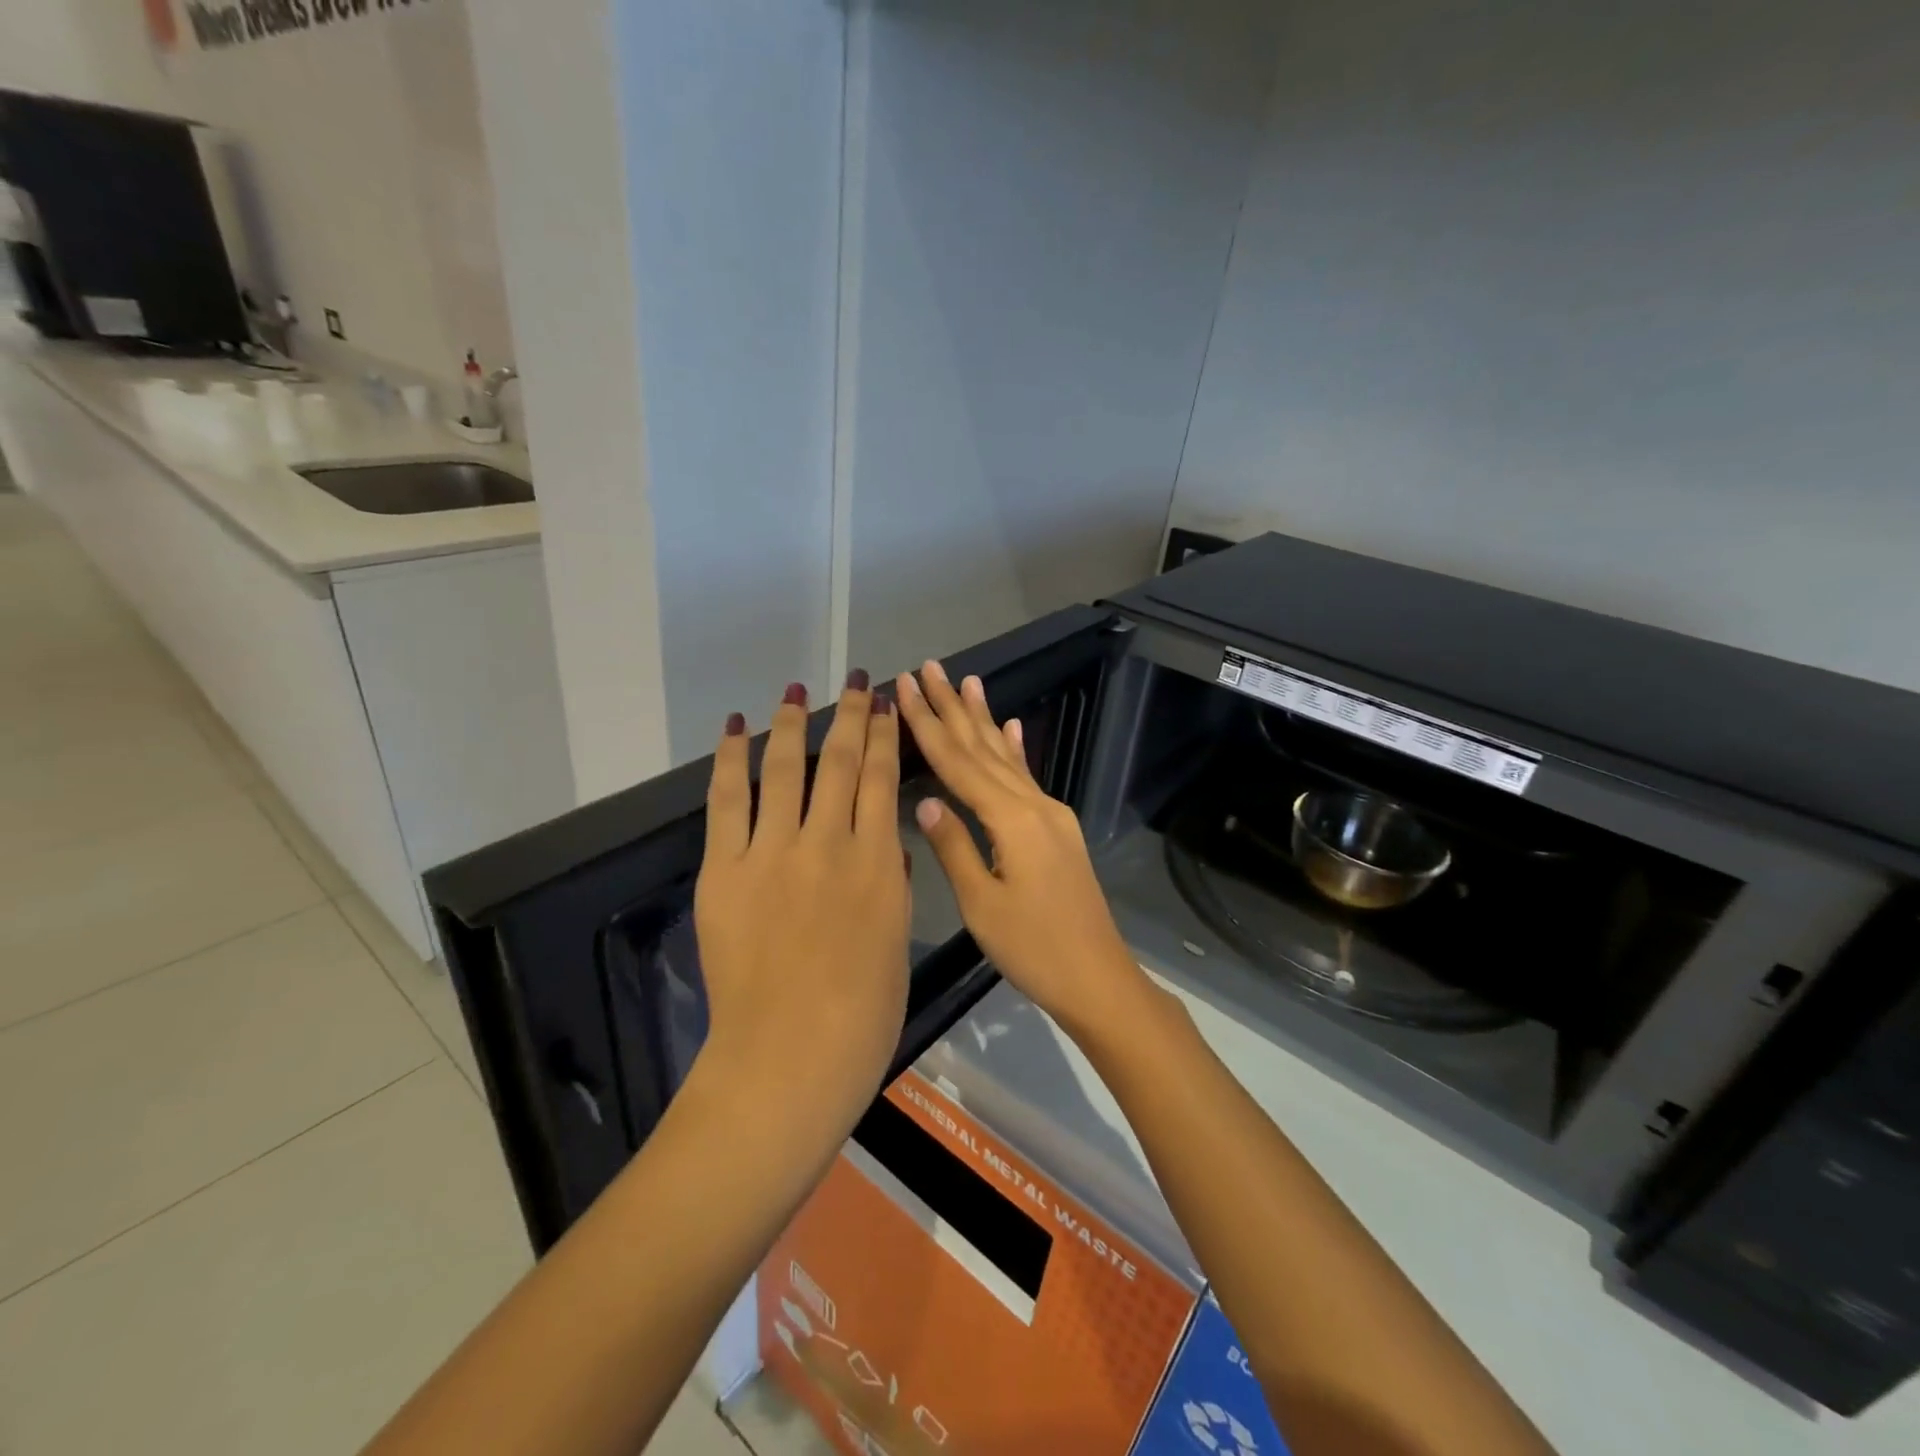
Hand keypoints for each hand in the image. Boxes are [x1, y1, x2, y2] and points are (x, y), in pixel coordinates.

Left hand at [693, 675, 910, 1121]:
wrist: (789, 1058)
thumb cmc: (862, 1014)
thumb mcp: (894, 941)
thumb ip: (891, 884)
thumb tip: (886, 843)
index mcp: (879, 862)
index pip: (883, 780)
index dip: (885, 736)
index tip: (887, 705)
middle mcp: (830, 842)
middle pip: (841, 761)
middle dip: (851, 715)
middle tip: (856, 682)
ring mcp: (775, 852)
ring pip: (787, 768)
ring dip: (793, 723)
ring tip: (795, 689)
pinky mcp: (726, 869)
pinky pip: (727, 801)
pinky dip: (730, 759)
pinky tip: (734, 727)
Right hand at [895, 659, 1147, 1037]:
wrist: (1098, 977)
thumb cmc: (1035, 949)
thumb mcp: (983, 906)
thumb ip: (954, 847)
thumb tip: (925, 800)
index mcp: (1011, 819)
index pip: (958, 762)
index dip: (927, 723)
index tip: (904, 687)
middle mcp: (1033, 804)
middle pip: (983, 747)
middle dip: (952, 706)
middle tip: (929, 667)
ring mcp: (1050, 814)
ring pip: (1006, 756)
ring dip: (983, 718)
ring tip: (968, 680)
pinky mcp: (1057, 829)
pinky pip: (1029, 777)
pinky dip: (1017, 750)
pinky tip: (1012, 727)